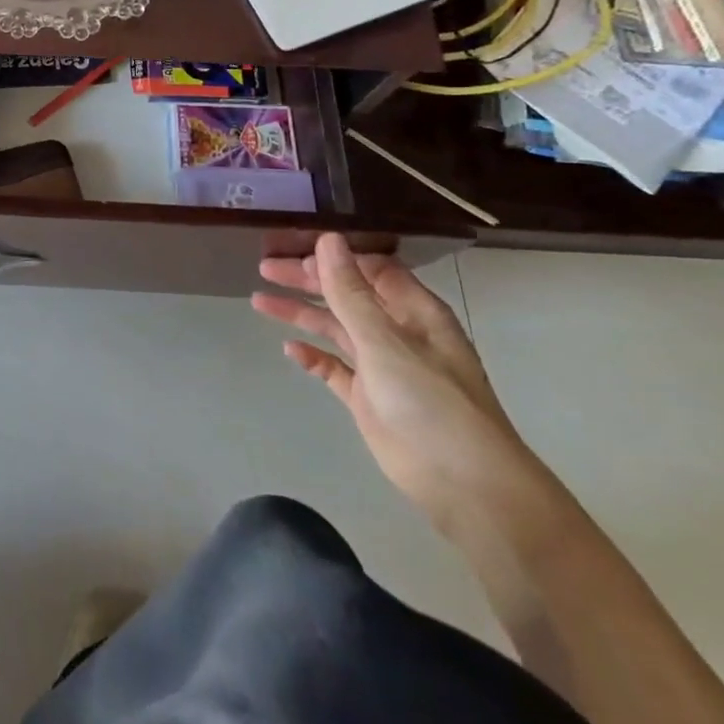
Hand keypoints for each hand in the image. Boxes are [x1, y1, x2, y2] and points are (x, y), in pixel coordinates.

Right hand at [254, 233, 541, 534]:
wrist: (463, 484)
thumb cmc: (431, 402)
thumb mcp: (385, 340)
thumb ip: (350, 292)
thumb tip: (327, 239)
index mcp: (413, 311)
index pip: (371, 269)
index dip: (334, 256)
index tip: (292, 246)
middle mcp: (398, 332)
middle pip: (347, 295)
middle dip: (307, 280)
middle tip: (264, 269)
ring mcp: (382, 366)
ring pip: (335, 328)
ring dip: (301, 313)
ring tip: (259, 301)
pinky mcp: (368, 397)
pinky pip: (335, 367)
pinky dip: (313, 356)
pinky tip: (289, 349)